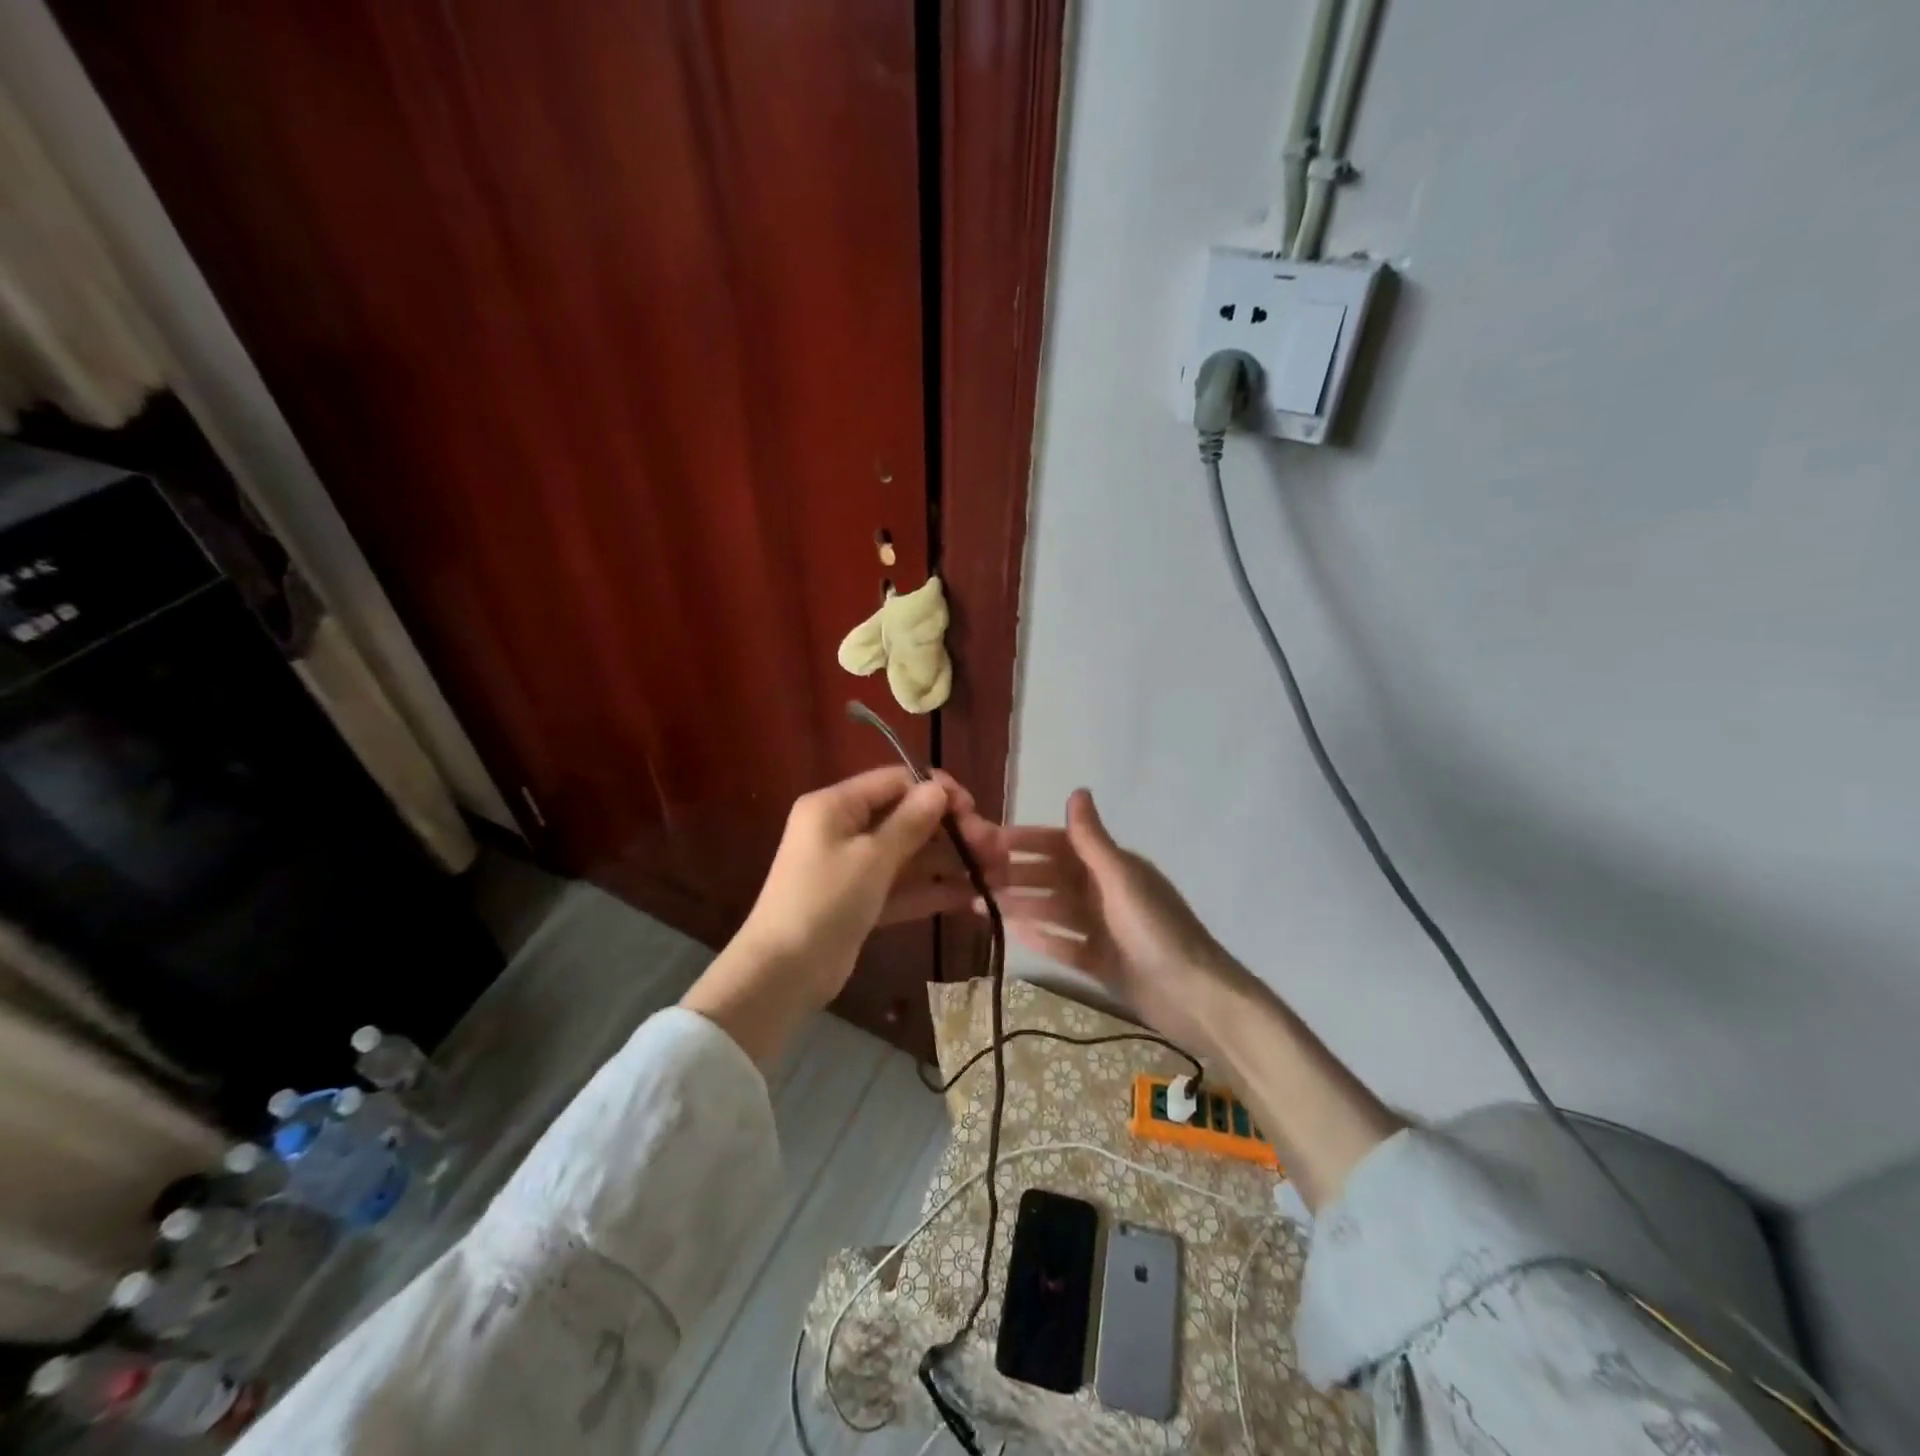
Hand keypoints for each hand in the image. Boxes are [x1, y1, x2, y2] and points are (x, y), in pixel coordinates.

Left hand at [736, 766, 1002, 1004]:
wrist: (783, 974)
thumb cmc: (825, 902)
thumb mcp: (871, 858)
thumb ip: (910, 822)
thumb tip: (939, 788)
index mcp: (837, 806)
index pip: (896, 781)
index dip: (936, 791)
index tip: (972, 810)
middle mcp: (846, 829)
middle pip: (909, 819)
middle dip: (953, 832)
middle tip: (994, 848)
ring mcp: (855, 868)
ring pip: (912, 855)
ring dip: (952, 863)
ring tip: (997, 874)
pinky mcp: (864, 901)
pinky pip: (905, 887)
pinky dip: (935, 890)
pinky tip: (974, 897)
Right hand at [992, 788, 1256, 1056]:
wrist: (1194, 997)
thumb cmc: (1156, 930)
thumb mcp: (1121, 880)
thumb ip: (1093, 840)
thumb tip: (1077, 790)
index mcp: (1112, 867)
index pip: (1060, 845)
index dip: (1025, 841)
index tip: (987, 842)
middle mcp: (1105, 892)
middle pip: (1052, 877)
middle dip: (1015, 875)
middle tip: (973, 878)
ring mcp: (1103, 928)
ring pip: (1053, 909)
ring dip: (1020, 904)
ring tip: (979, 905)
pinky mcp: (1101, 961)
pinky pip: (1063, 943)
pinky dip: (1040, 936)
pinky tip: (1011, 933)